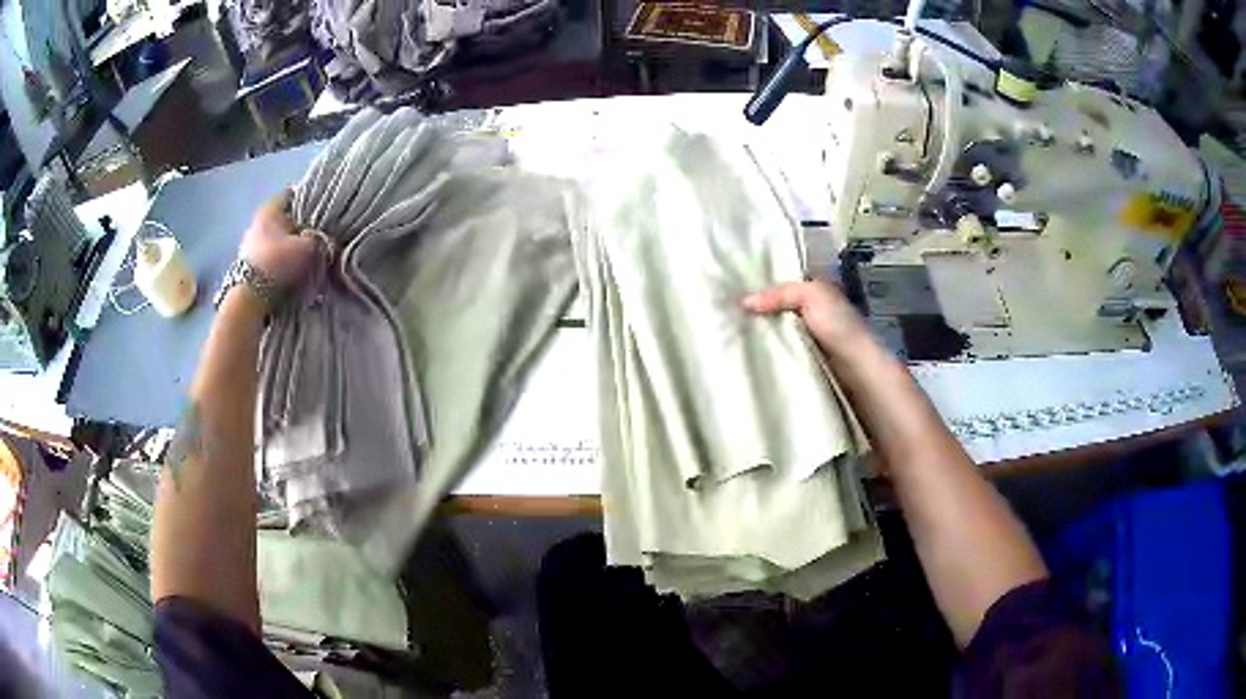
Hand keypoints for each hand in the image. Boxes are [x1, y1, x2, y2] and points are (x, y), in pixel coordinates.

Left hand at [238, 190, 317, 289]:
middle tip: (314, 233)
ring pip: (275, 235)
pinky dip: (279, 256)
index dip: (308, 198)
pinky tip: (289, 266)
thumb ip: (319, 239)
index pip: (292, 193)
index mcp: (271, 207)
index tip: (321, 209)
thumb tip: (327, 238)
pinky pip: (269, 252)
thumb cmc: (277, 261)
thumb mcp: (307, 247)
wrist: (249, 296)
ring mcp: (250, 241)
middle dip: (298, 224)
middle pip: (283, 216)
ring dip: (288, 242)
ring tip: (303, 253)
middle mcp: (258, 219)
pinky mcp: (247, 261)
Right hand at [742, 281, 870, 357]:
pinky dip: (765, 348)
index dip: (760, 284)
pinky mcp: (801, 356)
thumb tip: (744, 302)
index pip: (781, 282)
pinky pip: (778, 347)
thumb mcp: (811, 295)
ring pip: (775, 327)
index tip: (732, 288)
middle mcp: (809, 309)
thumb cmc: (838, 325)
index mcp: (814, 290)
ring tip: (730, 330)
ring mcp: (805, 334)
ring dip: (759, 331)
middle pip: (775, 306)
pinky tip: (747, 349)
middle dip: (755, 309)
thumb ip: (780, 293)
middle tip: (726, 311)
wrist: (855, 366)